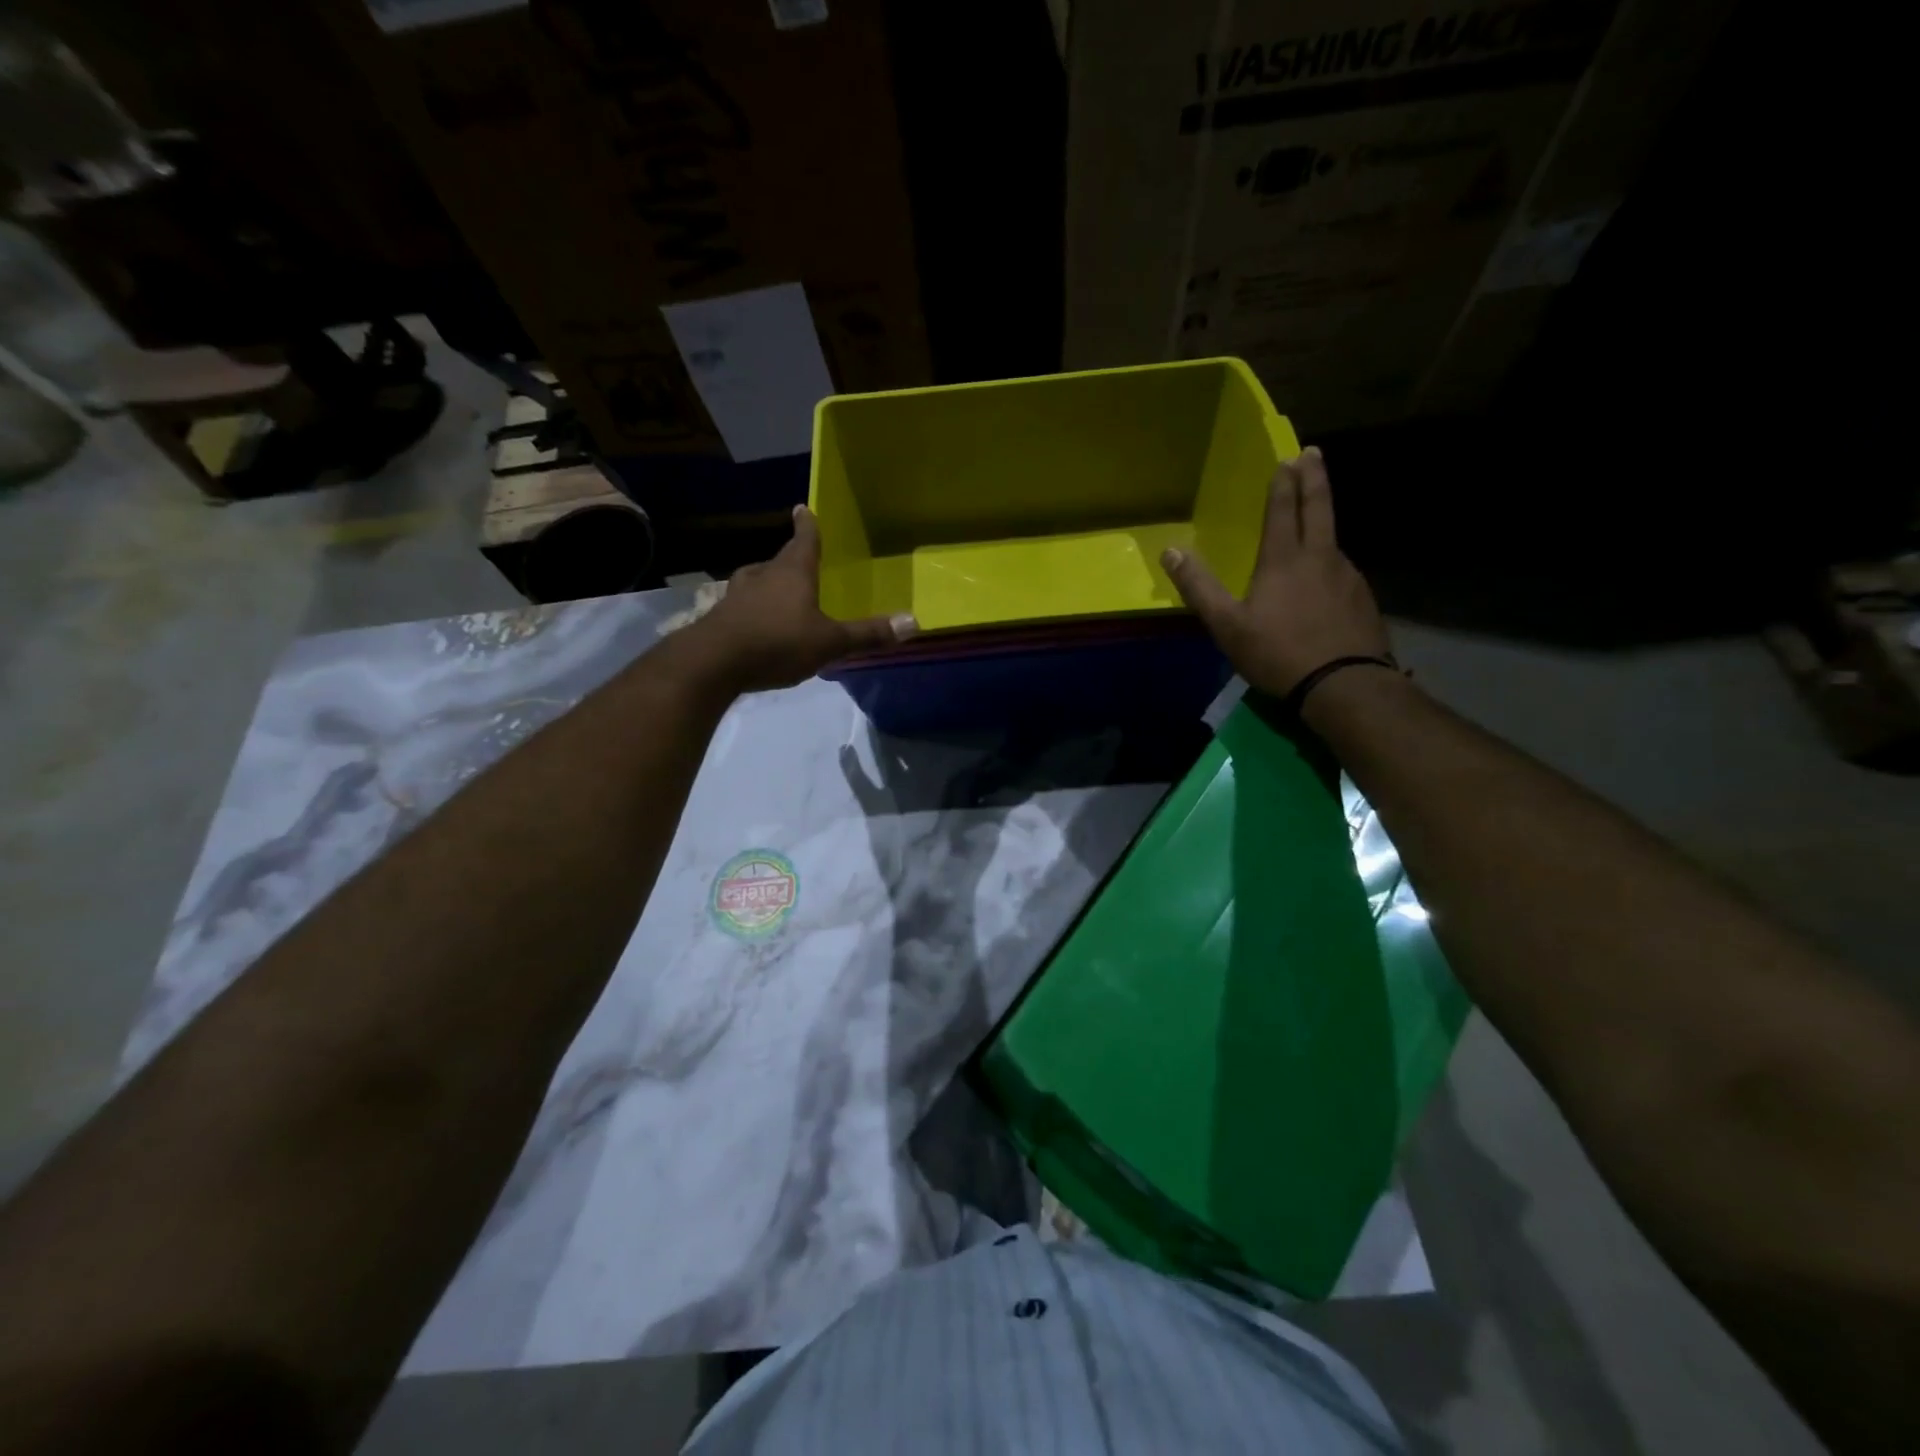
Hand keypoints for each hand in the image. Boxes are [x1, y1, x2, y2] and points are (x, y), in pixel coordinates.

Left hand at [690, 505, 916, 693]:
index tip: (803, 508)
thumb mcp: (830, 642)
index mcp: (792, 573)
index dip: (807, 526)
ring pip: (756, 581)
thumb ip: (868, 634)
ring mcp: (737, 596)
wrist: (713, 663)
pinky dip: (752, 610)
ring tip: (777, 591)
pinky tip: (757, 625)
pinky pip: (742, 607)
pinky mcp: (720, 618)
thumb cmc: (778, 643)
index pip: (804, 540)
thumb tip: (914, 622)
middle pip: (779, 561)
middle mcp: (763, 576)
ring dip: (767, 584)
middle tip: (798, 559)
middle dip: (790, 559)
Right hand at [1161, 446, 1388, 697]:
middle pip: (1319, 508)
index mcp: (1284, 559)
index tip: (1288, 457)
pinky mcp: (1363, 599)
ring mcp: (1347, 576)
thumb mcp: (1227, 625)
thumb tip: (1170, 551)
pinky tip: (1326, 578)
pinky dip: (1331, 562)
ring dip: (1322, 521)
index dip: (1283, 483)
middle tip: (1313, 453)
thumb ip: (1199, 588)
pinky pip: (1342, 571)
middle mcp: (1321, 557)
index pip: (1283, 510)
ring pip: (1332, 540)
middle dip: (1314, 478)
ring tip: (1313, 521)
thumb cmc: (1277, 652)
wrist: (1343, 685)